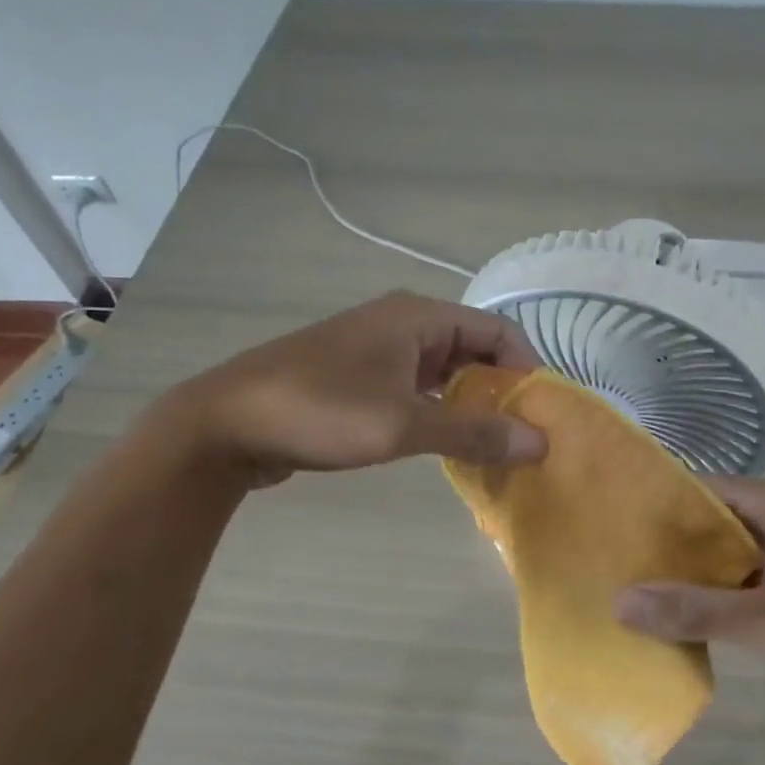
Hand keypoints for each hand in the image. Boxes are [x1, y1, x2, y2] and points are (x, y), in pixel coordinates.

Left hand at [165, 292, 546, 487]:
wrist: (224, 424)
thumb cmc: (320, 411)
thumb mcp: (402, 424)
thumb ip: (474, 432)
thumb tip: (539, 442)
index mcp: (418, 317)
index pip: (497, 331)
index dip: (526, 369)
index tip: (540, 415)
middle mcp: (402, 324)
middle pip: (474, 350)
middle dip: (501, 390)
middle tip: (521, 437)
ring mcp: (377, 350)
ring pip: (445, 372)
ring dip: (470, 404)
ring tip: (493, 446)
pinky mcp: (358, 378)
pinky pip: (417, 388)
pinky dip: (439, 412)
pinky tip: (447, 446)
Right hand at [615, 478, 764, 711]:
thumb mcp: (764, 621)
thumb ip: (693, 610)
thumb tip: (619, 601)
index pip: (699, 488)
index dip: (655, 501)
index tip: (609, 520)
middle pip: (703, 520)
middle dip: (662, 541)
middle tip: (606, 556)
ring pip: (714, 554)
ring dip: (679, 571)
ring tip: (621, 582)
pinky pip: (727, 581)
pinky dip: (701, 594)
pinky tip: (662, 612)